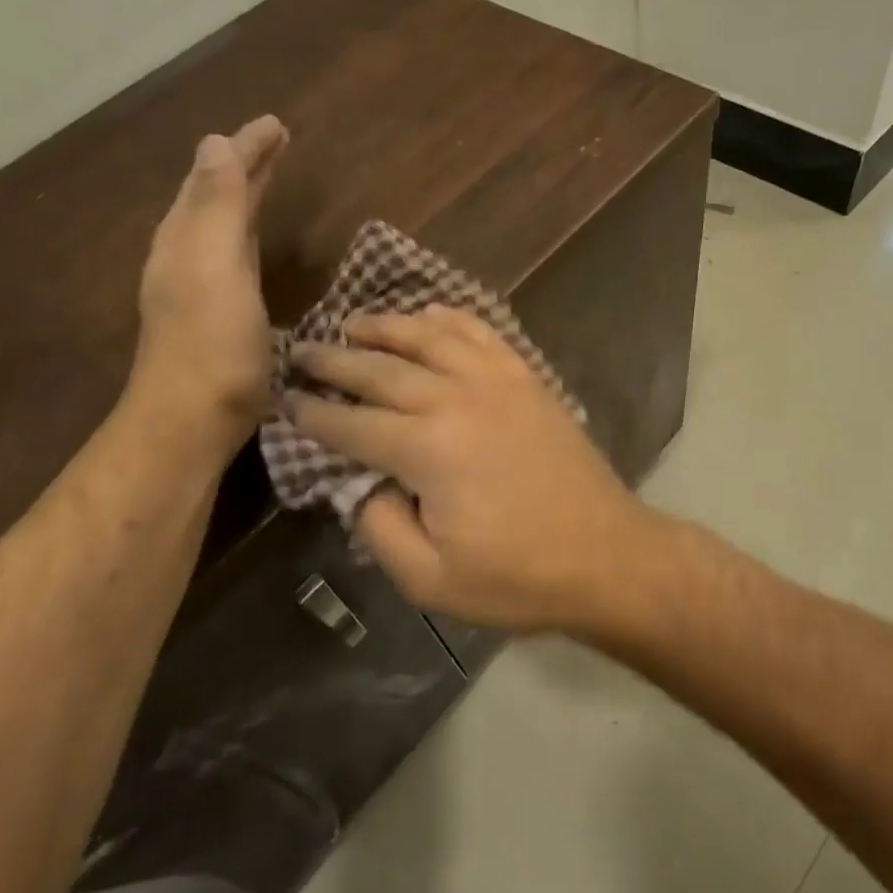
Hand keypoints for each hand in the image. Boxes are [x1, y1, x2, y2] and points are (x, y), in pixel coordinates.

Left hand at [131, 115, 286, 438]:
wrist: (192, 420)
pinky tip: (252, 245)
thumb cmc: (211, 343)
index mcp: (186, 237)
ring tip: (266, 178)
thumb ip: (216, 205)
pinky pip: (230, 256)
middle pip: (215, 196)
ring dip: (243, 197)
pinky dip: (245, 234)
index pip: (215, 176)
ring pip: (221, 226)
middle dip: (243, 166)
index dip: (245, 149)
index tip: (276, 124)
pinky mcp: (216, 316)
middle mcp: (186, 255)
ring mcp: (199, 288)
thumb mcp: (213, 266)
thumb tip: (215, 142)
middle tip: (275, 141)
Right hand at [287, 307, 660, 630]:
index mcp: (427, 449)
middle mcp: (457, 399)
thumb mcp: (429, 578)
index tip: (284, 399)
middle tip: (301, 350)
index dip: (313, 413)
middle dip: (335, 360)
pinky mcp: (528, 380)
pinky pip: (482, 333)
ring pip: (429, 337)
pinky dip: (451, 319)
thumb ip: (378, 527)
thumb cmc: (518, 578)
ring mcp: (498, 382)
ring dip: (386, 326)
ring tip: (354, 322)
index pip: (352, 423)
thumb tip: (360, 485)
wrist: (608, 557)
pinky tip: (431, 314)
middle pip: (382, 369)